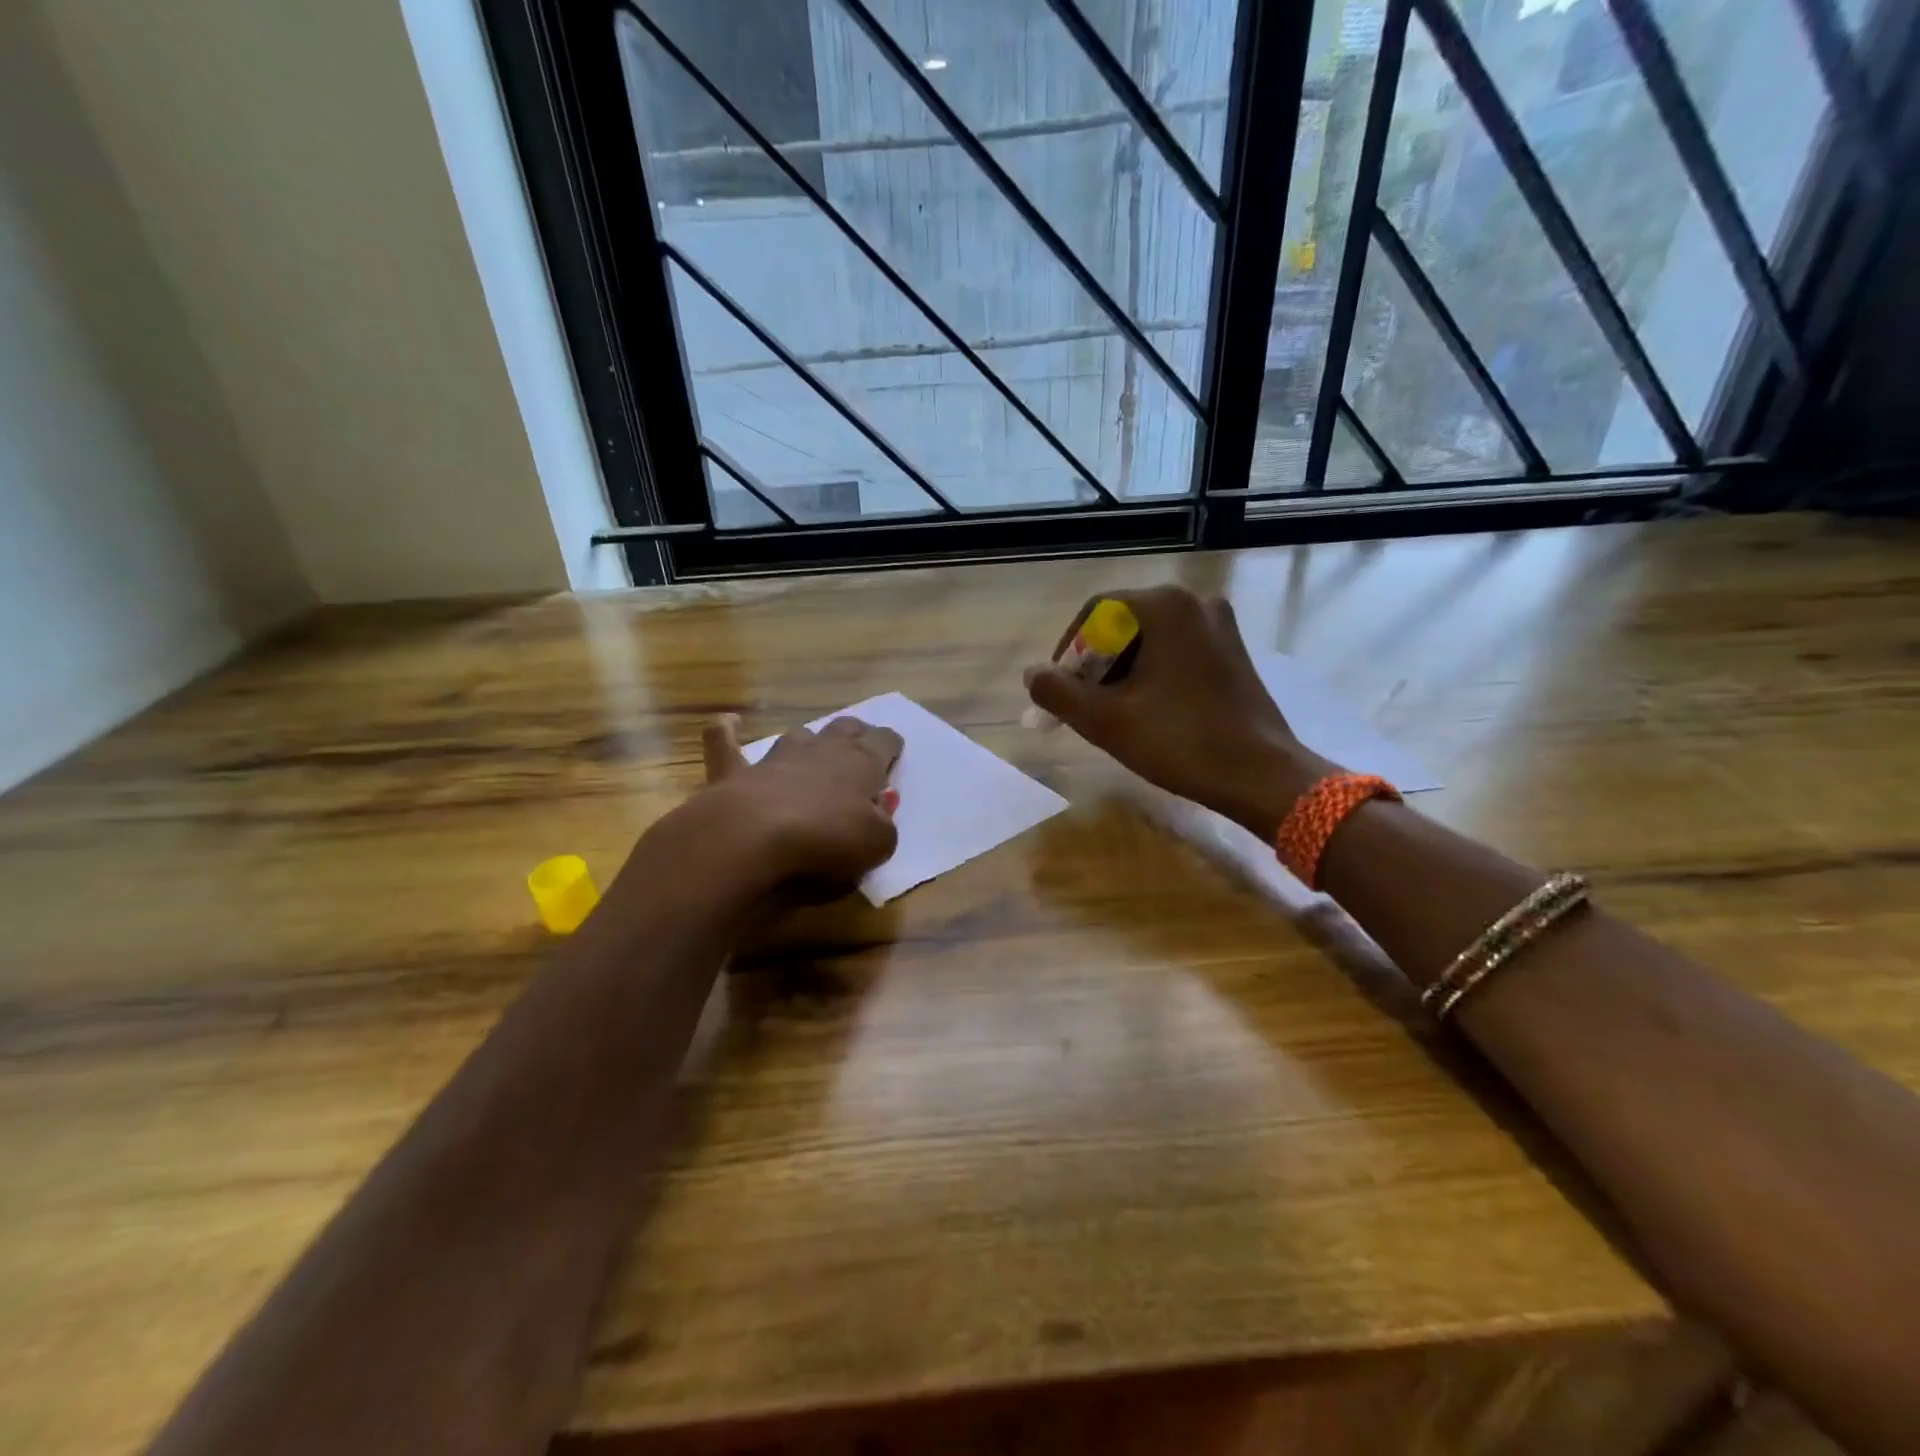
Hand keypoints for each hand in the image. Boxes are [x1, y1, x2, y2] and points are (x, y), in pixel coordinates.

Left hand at [696, 713, 901, 895]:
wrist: (754, 835)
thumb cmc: (827, 838)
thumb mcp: (878, 842)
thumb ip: (884, 824)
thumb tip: (878, 812)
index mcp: (862, 762)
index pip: (885, 741)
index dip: (892, 747)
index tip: (894, 756)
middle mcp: (823, 749)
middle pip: (846, 728)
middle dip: (856, 734)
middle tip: (860, 747)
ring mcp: (778, 756)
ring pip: (800, 733)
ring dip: (809, 740)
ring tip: (812, 748)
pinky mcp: (737, 771)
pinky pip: (727, 743)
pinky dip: (727, 732)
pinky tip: (728, 722)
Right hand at [1024, 587, 1335, 838]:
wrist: (1260, 775)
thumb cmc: (1179, 741)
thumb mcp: (1106, 720)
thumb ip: (1059, 692)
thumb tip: (1033, 674)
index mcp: (1165, 606)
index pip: (1096, 613)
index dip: (1068, 651)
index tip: (1059, 690)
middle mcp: (1195, 603)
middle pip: (1124, 625)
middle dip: (1096, 665)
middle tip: (1084, 706)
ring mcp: (1220, 626)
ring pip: (1151, 641)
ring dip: (1123, 672)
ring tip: (1113, 714)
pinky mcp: (1233, 652)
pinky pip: (1177, 652)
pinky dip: (1153, 675)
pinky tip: (1149, 711)